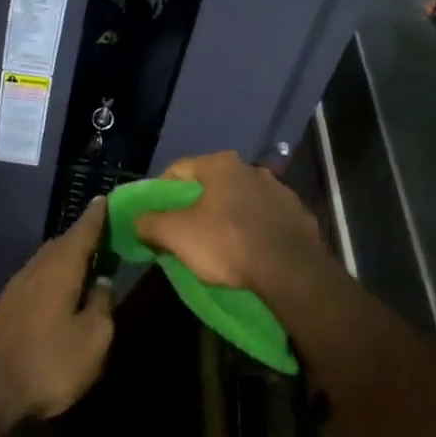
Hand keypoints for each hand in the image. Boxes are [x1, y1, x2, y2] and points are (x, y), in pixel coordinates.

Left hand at [0, 199, 114, 420]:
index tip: (105, 198)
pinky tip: (62, 289)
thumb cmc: (50, 363)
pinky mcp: (6, 306)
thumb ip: (102, 304)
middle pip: (62, 243)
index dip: (96, 216)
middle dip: (84, 237)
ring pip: (47, 259)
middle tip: (105, 236)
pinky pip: (37, 276)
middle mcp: (36, 269)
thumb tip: (103, 282)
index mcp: (60, 269)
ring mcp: (17, 286)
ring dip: (68, 256)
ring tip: (88, 262)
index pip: (82, 232)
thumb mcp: (94, 339)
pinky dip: (54, 273)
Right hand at [133, 152, 326, 294]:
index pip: (178, 170)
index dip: (159, 193)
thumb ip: (149, 223)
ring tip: (217, 245)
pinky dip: (252, 230)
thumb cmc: (227, 243)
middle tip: (182, 232)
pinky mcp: (298, 215)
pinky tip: (248, 251)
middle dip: (194, 206)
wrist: (291, 271)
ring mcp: (280, 191)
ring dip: (225, 217)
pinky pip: (264, 219)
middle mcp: (252, 169)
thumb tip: (136, 220)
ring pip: (240, 201)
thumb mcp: (176, 235)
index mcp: (221, 165)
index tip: (154, 216)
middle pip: (210, 185)